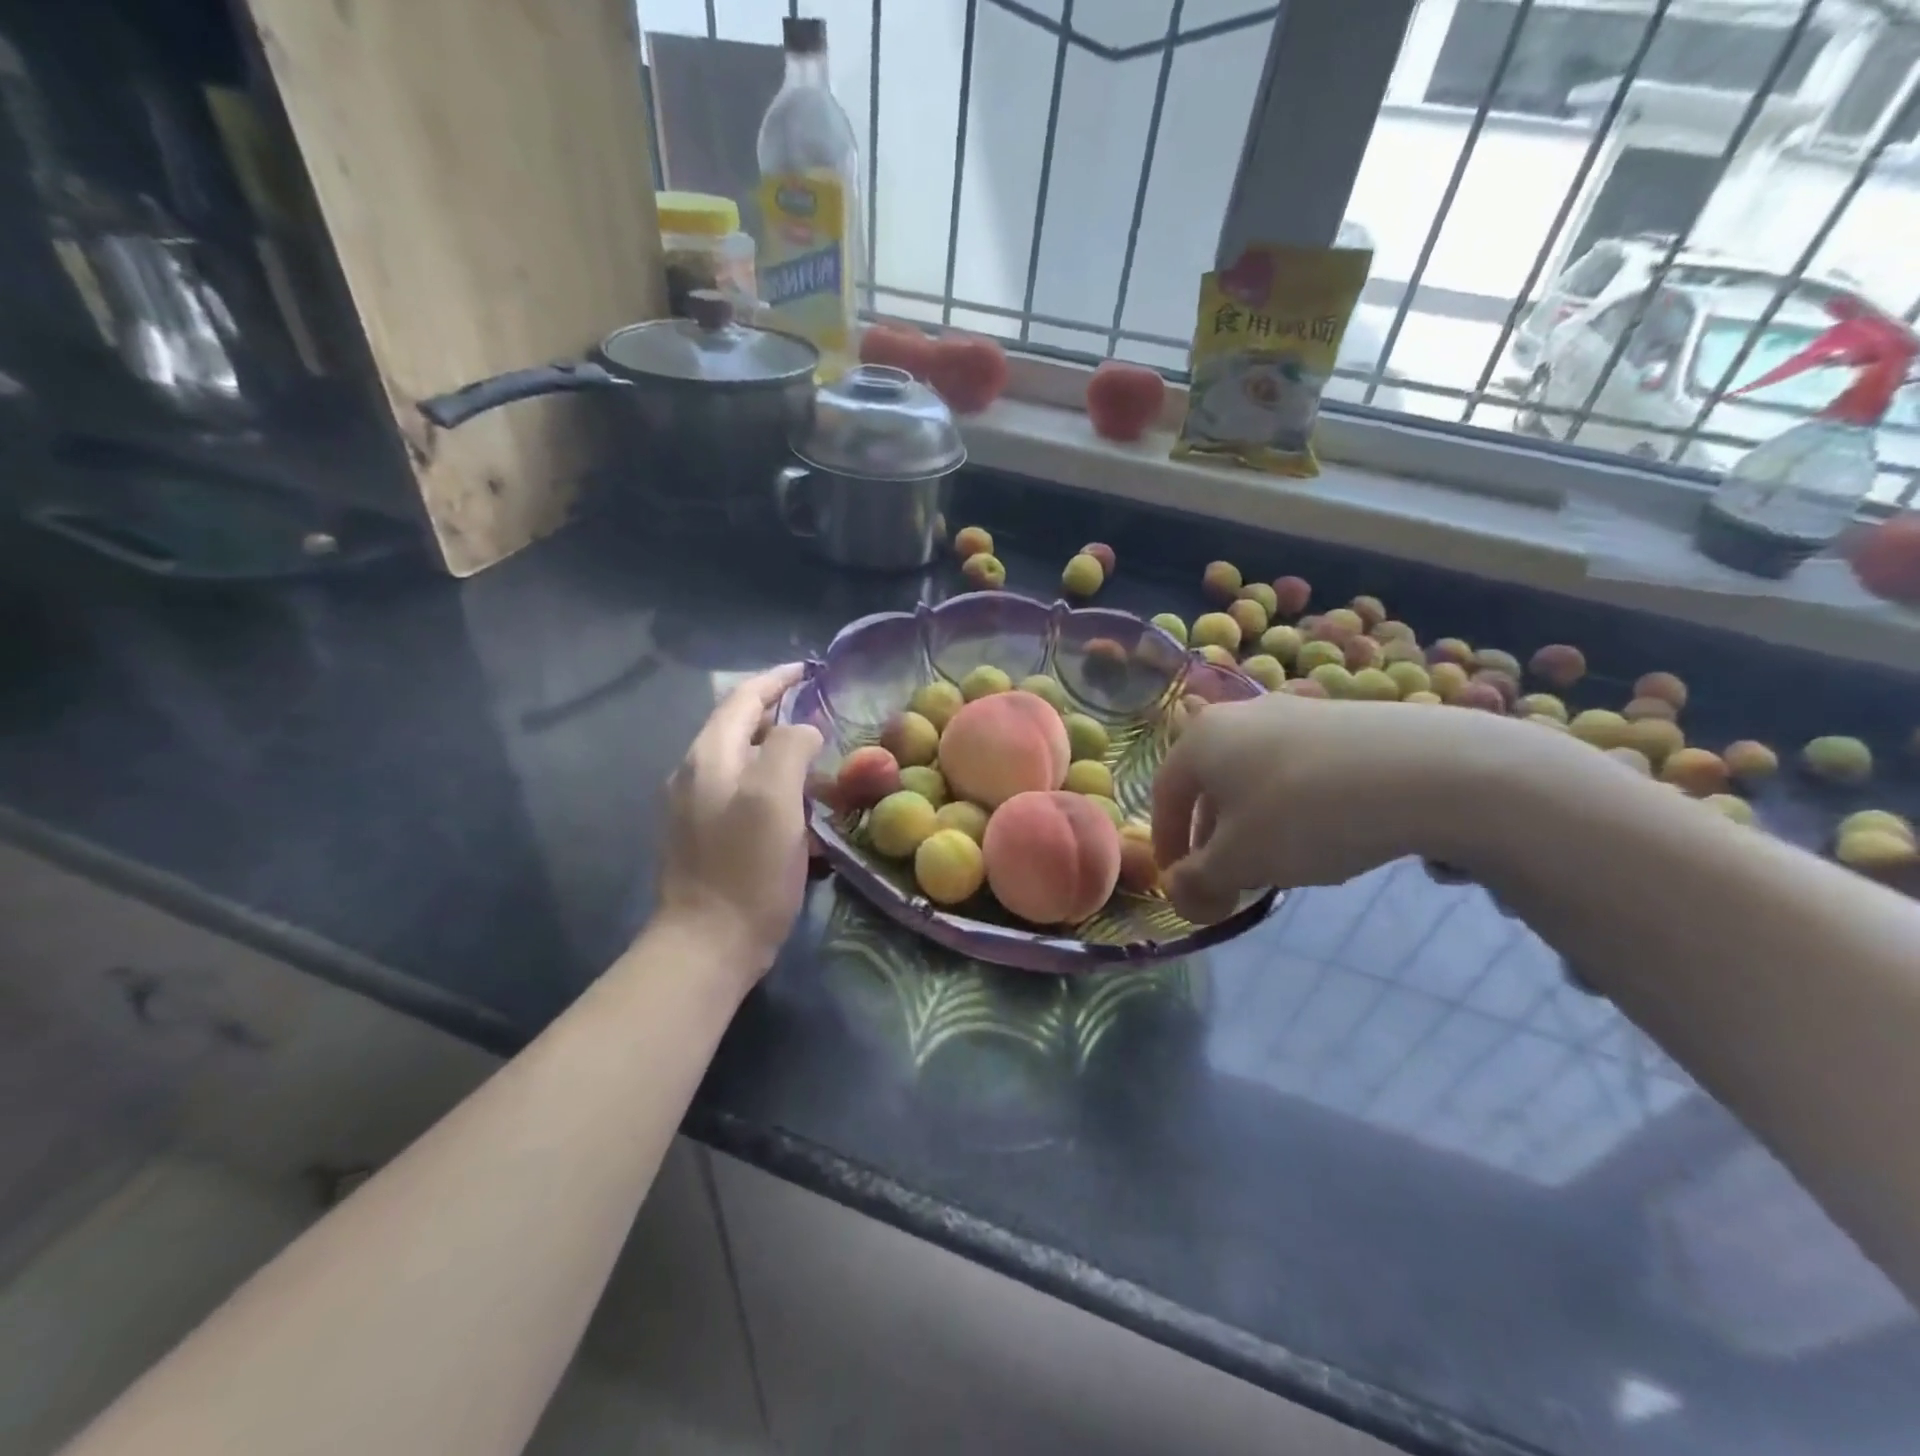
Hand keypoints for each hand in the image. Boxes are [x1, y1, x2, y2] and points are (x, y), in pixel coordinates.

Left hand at [654, 664, 822, 976]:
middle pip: (739, 728)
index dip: (776, 680)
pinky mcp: (705, 837)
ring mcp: (696, 808)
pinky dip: (772, 787)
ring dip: (779, 755)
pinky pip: (742, 794)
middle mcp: (695, 774)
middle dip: (780, 716)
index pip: (743, 699)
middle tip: (823, 719)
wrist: (708, 944)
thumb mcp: (775, 798)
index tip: (810, 671)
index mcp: (709, 757)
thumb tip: (802, 732)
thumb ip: (789, 748)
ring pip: (743, 763)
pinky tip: (798, 810)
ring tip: (819, 766)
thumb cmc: (746, 868)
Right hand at [1151, 694, 1544, 923]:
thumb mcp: (1239, 861)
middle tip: (1229, 882)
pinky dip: (1292, 807)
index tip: (1181, 886)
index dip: (1167, 847)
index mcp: (1200, 739)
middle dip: (1212, 840)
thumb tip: (1180, 894)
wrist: (1425, 770)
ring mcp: (1293, 712)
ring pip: (1252, 778)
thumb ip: (1197, 882)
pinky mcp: (1340, 721)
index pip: (1163, 797)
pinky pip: (1295, 770)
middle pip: (1209, 787)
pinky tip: (1324, 835)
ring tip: (1278, 865)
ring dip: (1252, 826)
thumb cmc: (1304, 814)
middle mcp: (1239, 716)